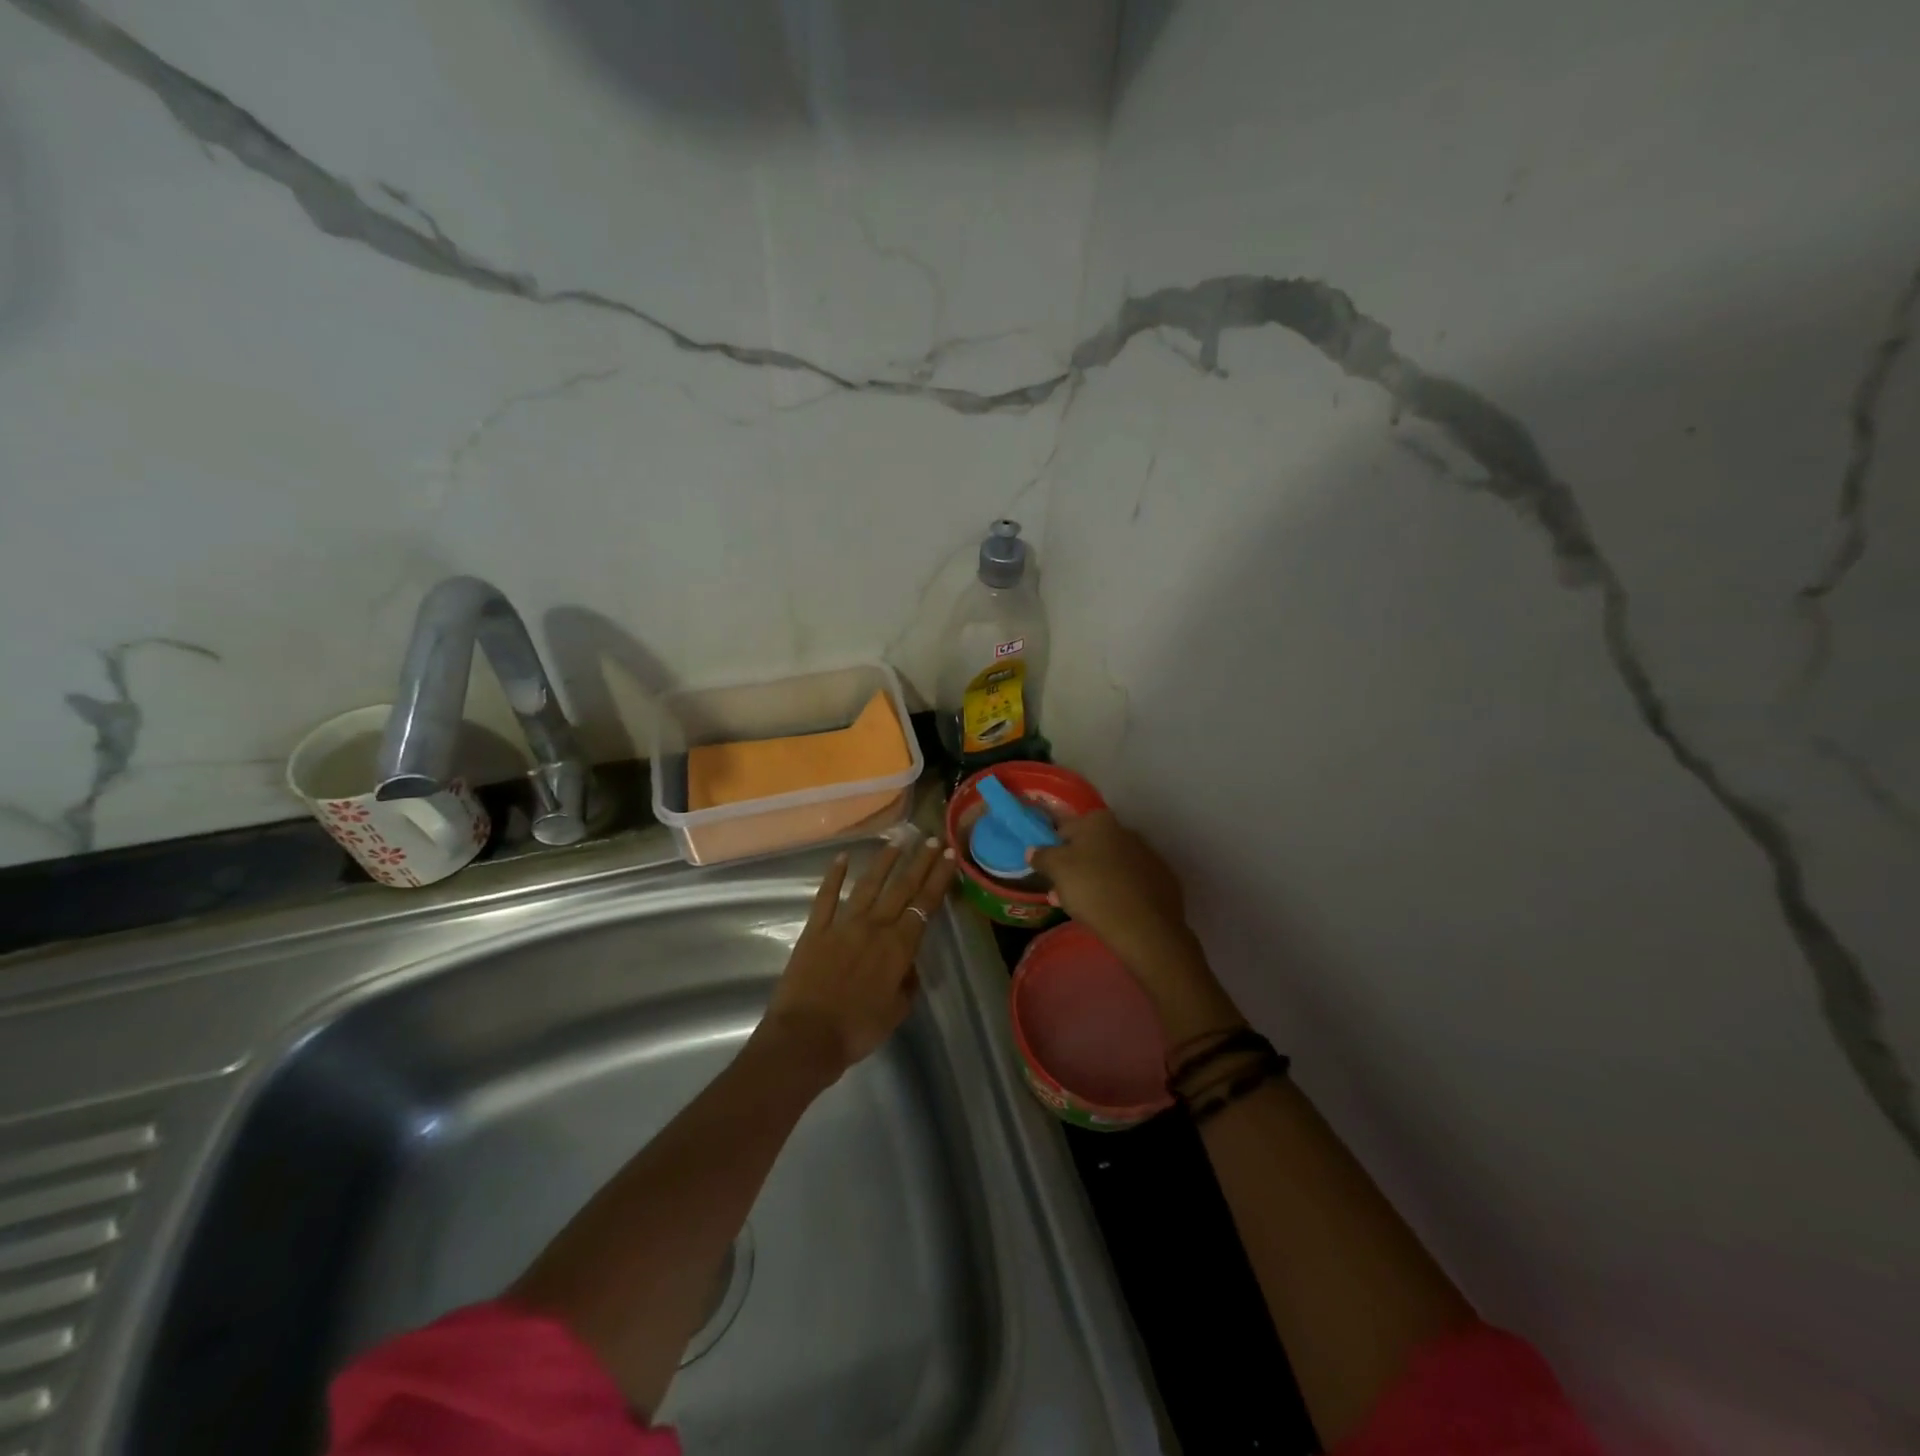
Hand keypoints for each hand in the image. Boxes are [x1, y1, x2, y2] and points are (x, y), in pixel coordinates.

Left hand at [761, 836, 957, 1078]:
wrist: (806, 1037)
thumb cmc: (857, 1030)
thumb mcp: (896, 1012)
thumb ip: (907, 983)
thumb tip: (907, 965)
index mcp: (898, 947)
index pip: (925, 904)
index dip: (939, 878)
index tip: (950, 856)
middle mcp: (874, 926)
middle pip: (901, 888)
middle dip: (920, 862)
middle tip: (933, 839)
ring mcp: (842, 924)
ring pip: (868, 884)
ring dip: (885, 861)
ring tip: (898, 841)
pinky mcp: (815, 929)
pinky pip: (826, 897)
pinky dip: (834, 875)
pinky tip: (841, 857)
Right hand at [1029, 811, 1243, 1042]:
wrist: (1145, 928)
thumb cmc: (1093, 890)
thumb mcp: (1057, 870)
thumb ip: (1042, 855)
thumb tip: (1033, 849)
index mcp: (1099, 821)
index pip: (1064, 829)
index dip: (1051, 849)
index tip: (1046, 870)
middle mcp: (1125, 830)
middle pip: (1089, 847)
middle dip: (1074, 866)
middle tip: (1062, 891)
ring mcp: (1147, 855)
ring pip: (1111, 865)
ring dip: (1095, 879)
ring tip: (1083, 907)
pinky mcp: (1162, 879)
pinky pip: (1131, 882)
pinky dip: (1119, 892)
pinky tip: (1111, 911)